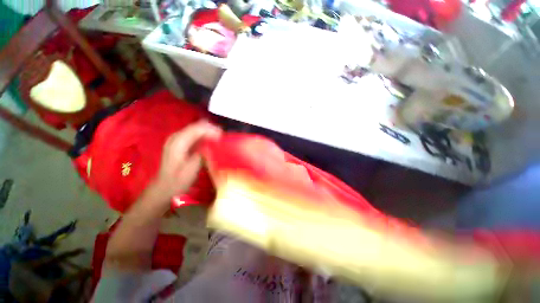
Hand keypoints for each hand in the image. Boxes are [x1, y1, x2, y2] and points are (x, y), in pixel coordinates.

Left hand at [149, 121, 221, 206]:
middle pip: (197, 126)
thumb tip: (213, 145)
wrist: (164, 188)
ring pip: (197, 130)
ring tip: (219, 140)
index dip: (212, 130)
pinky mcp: (180, 144)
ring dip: (209, 133)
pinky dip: (204, 137)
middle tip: (223, 139)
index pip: (198, 129)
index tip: (223, 137)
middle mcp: (176, 137)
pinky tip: (211, 143)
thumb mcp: (191, 169)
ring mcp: (177, 139)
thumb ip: (202, 154)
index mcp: (178, 142)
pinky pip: (195, 135)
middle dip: (212, 130)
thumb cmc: (178, 181)